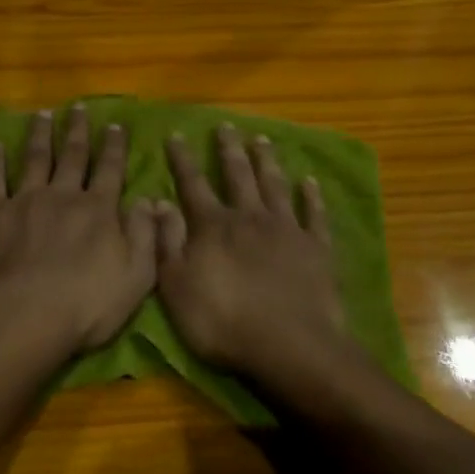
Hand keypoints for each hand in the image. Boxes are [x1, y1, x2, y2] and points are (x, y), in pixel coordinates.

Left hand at [0, 107, 155, 358]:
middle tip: (77, 107)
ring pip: (35, 159)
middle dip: (77, 131)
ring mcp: (26, 200)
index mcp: (98, 209)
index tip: (115, 125)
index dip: (114, 147)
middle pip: (72, 156)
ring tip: (42, 114)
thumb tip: (147, 199)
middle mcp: (63, 195)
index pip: (110, 170)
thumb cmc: (87, 305)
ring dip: (40, 135)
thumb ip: (144, 234)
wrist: (26, 316)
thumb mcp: (136, 276)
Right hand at [155, 126, 349, 382]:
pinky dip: (312, 196)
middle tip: (226, 126)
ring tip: (262, 139)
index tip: (176, 134)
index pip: (193, 184)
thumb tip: (158, 201)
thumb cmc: (223, 322)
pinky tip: (310, 181)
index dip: (182, 159)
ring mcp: (286, 230)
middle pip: (237, 175)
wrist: (290, 347)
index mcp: (213, 226)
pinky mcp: (317, 249)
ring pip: (274, 185)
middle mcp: (249, 217)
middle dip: (229, 149)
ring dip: (267, 161)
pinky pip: (314, 215)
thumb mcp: (176, 286)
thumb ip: (167, 241)